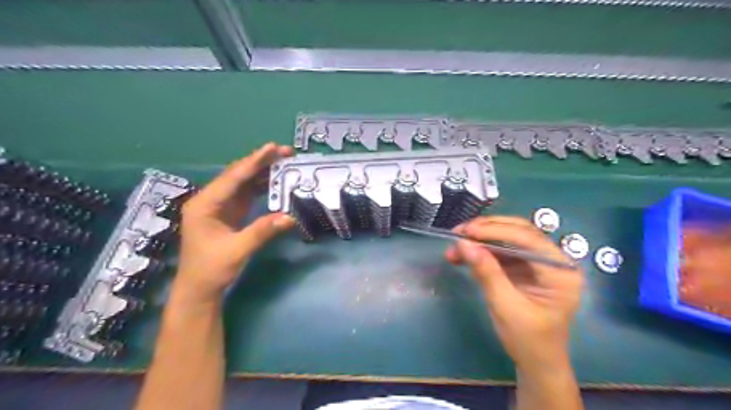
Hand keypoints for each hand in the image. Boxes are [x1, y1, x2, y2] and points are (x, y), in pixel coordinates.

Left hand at [174, 143, 294, 305]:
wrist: (200, 288)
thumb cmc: (211, 269)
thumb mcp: (237, 250)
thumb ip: (262, 231)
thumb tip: (290, 217)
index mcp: (205, 204)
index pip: (233, 177)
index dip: (254, 162)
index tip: (273, 148)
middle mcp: (211, 200)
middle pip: (238, 175)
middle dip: (261, 162)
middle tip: (285, 152)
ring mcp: (220, 206)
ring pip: (244, 183)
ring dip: (263, 172)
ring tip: (285, 163)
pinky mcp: (229, 213)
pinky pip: (247, 194)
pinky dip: (262, 187)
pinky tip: (276, 182)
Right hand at [443, 218, 585, 371]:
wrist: (536, 362)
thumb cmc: (528, 340)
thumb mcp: (505, 307)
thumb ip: (487, 273)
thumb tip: (463, 244)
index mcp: (561, 271)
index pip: (528, 239)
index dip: (495, 231)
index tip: (467, 232)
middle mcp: (553, 260)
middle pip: (519, 232)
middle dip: (486, 230)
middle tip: (459, 232)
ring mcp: (538, 262)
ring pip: (507, 238)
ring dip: (480, 239)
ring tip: (455, 245)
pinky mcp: (524, 267)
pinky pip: (501, 251)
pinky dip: (481, 250)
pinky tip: (462, 255)